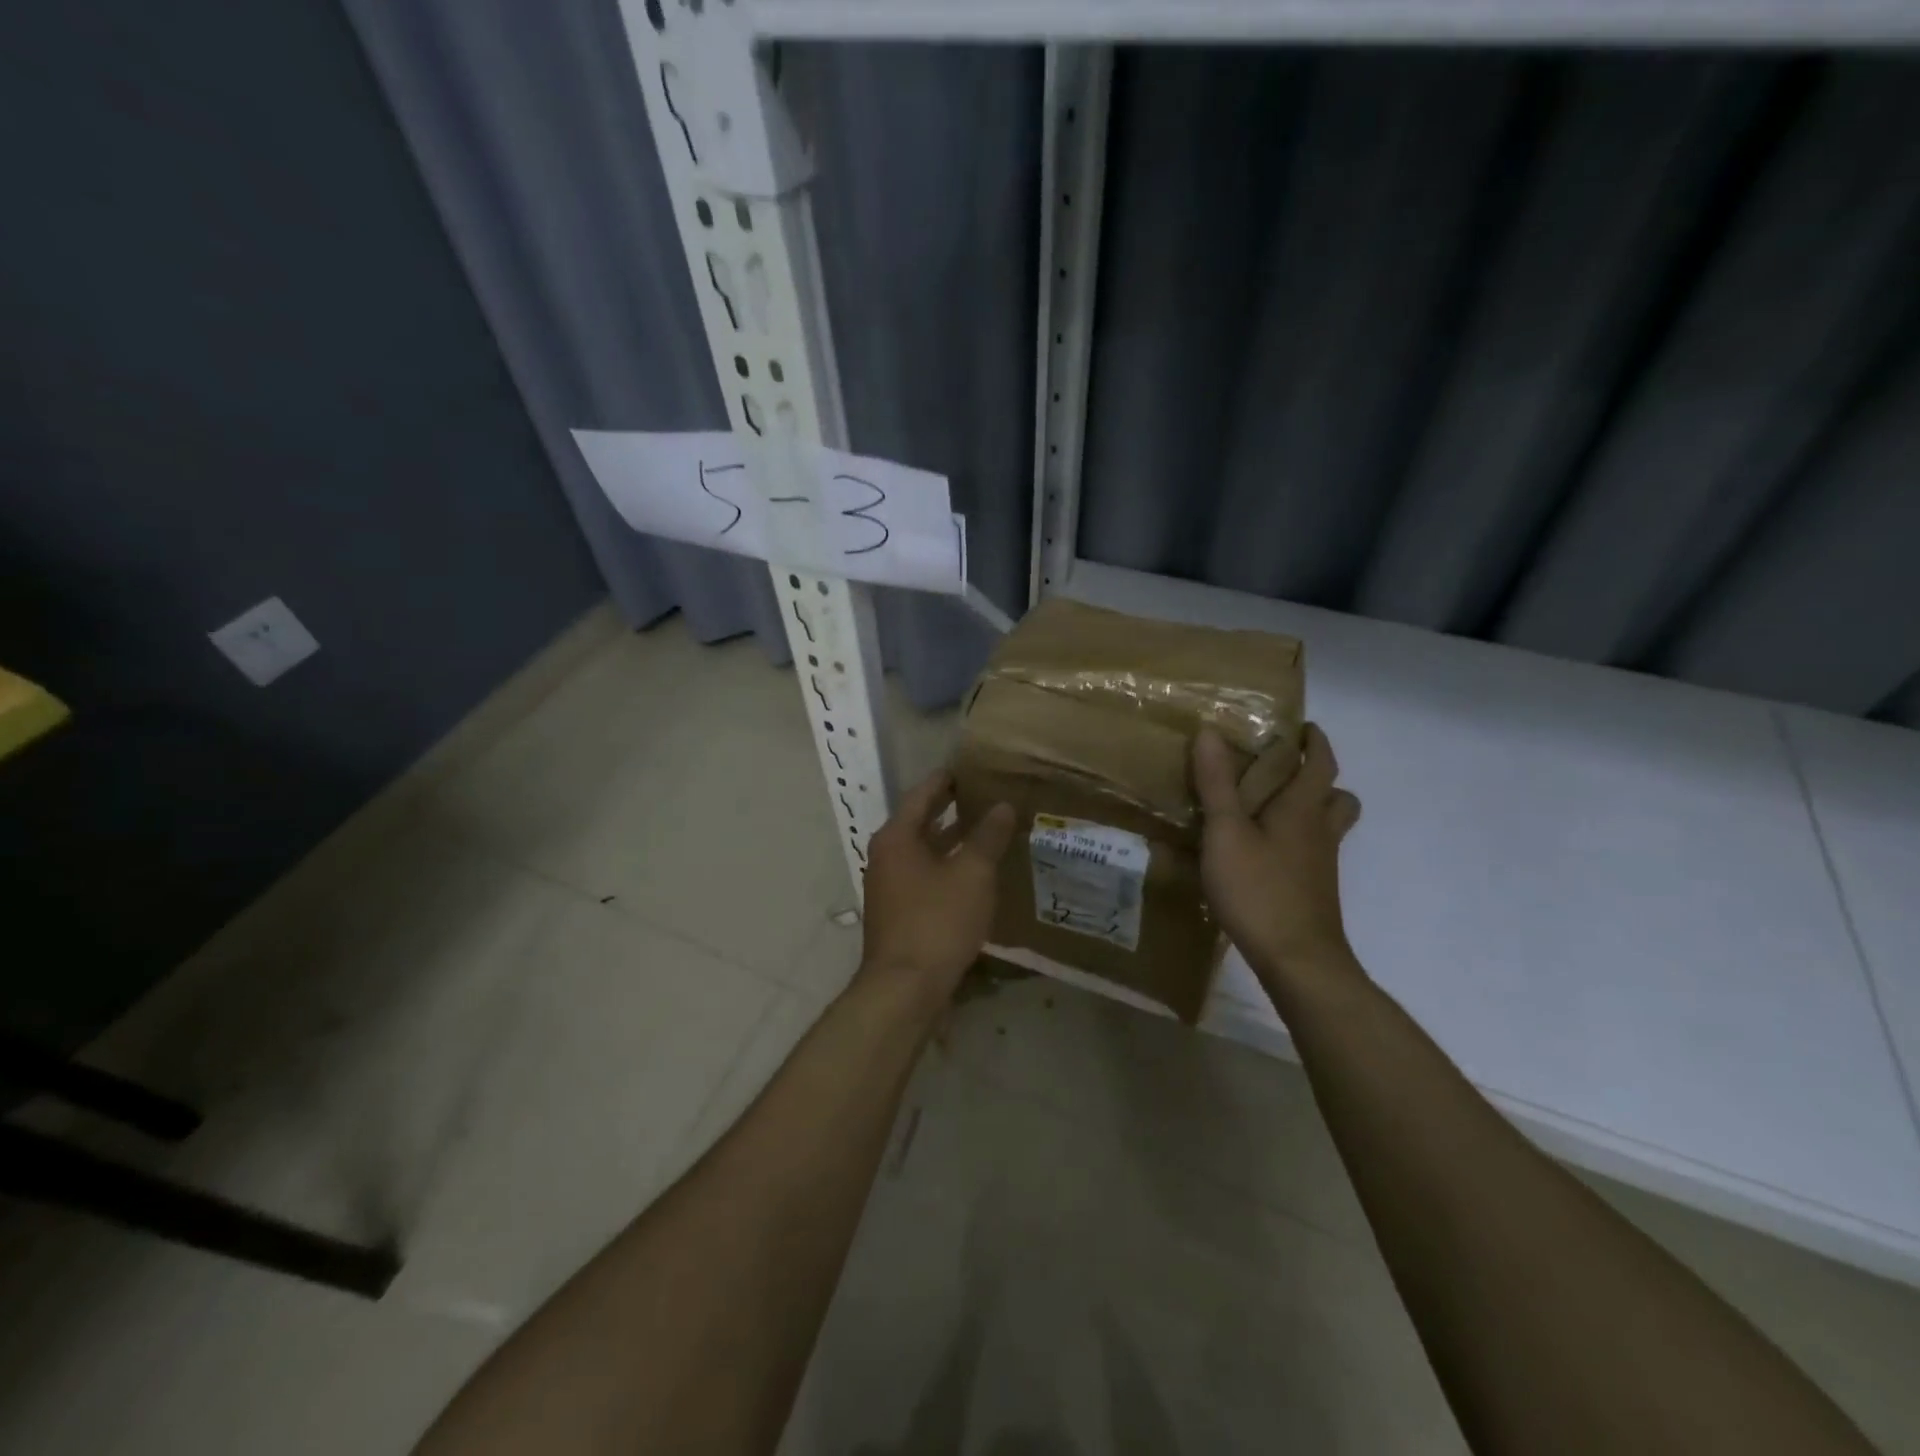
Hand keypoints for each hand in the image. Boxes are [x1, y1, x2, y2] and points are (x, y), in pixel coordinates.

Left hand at [858, 769, 1015, 1006]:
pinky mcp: (899, 913)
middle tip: (985, 795)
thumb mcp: (972, 874)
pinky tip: (975, 874)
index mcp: (896, 838)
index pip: (922, 794)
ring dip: (952, 840)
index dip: (947, 780)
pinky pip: (925, 877)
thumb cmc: (937, 921)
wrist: (905, 989)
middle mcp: (886, 856)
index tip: (971, 768)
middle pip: (921, 822)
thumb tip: (1002, 806)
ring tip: (987, 830)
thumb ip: (987, 837)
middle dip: (951, 809)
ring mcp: (889, 887)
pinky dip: (948, 867)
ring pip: (924, 852)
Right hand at [1192, 724, 1362, 996]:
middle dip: (1319, 778)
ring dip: (1312, 810)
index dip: (1315, 741)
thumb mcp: (1226, 832)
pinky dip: (1296, 841)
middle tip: (1285, 771)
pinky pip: (1312, 852)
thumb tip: (1210, 732)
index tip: (1302, 727)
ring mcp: (1320, 865)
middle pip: (1337, 796)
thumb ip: (1216, 784)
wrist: (1297, 960)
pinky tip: (1263, 852)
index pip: (1321, 763)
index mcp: (1303, 809)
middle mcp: (1320, 832)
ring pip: (1328, 827)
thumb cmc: (1259, 889)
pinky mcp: (1313, 891)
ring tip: (1272, 809)